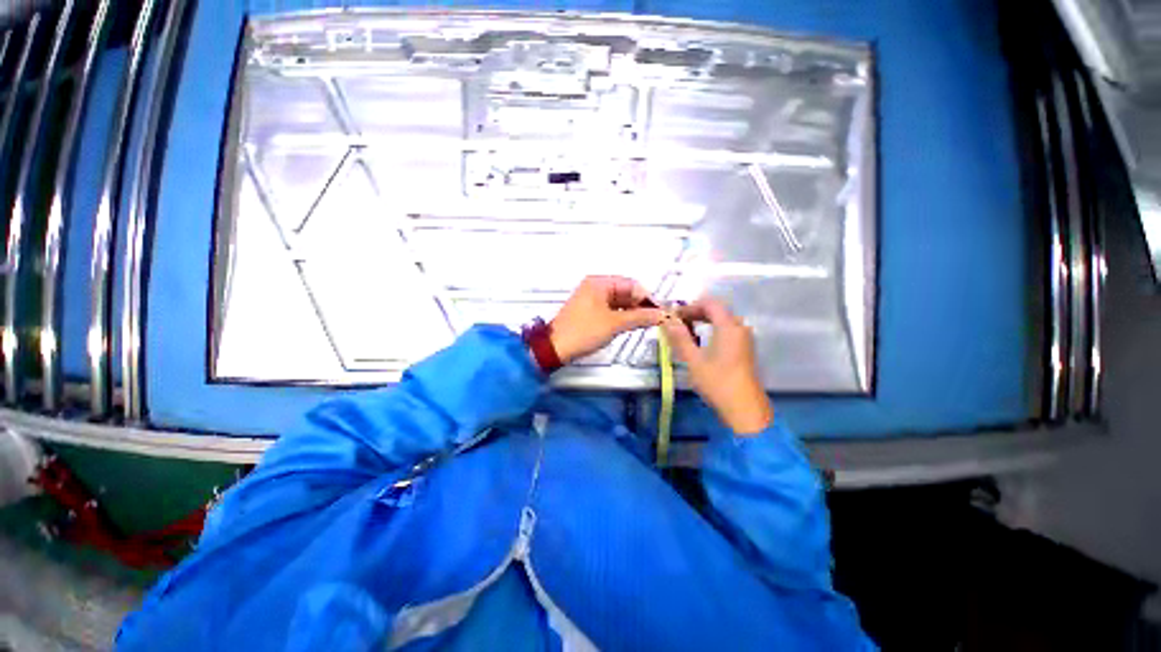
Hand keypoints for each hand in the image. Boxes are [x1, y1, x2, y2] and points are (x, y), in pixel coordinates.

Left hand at [550, 276, 664, 364]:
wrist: (555, 348)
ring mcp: (592, 300)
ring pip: (619, 302)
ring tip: (646, 324)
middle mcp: (596, 287)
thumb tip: (662, 314)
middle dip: (640, 305)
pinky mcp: (590, 312)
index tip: (659, 311)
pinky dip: (622, 317)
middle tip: (655, 320)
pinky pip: (611, 310)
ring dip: (632, 312)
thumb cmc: (584, 331)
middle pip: (625, 292)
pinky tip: (631, 326)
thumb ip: (639, 317)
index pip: (631, 284)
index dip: (647, 297)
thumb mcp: (614, 324)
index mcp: (599, 283)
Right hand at [661, 298, 773, 435]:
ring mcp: (745, 339)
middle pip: (717, 310)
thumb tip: (667, 320)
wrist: (744, 409)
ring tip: (686, 331)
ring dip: (704, 321)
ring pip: (723, 320)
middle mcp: (740, 328)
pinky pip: (728, 330)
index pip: (710, 303)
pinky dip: (713, 329)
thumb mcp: (693, 360)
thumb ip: (680, 337)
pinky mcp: (745, 349)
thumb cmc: (717, 383)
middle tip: (677, 322)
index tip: (674, 315)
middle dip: (696, 312)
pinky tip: (701, 342)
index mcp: (729, 327)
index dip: (690, 305)